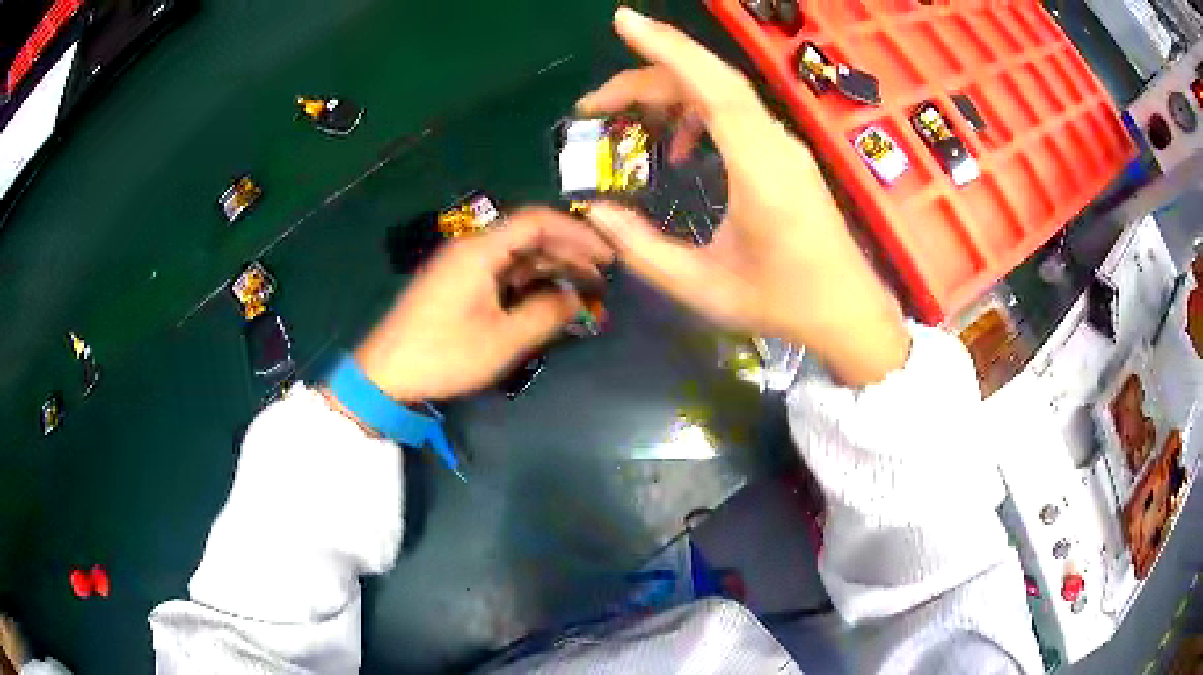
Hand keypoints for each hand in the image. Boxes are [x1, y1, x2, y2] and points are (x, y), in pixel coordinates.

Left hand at [353, 208, 613, 401]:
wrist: (386, 374)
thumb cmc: (444, 354)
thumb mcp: (502, 340)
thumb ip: (546, 314)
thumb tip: (577, 300)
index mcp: (481, 250)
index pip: (537, 221)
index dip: (576, 233)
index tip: (606, 255)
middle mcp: (473, 248)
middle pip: (529, 236)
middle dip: (568, 253)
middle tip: (601, 278)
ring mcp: (463, 266)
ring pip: (517, 255)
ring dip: (551, 269)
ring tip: (583, 290)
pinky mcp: (458, 285)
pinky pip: (502, 273)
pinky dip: (529, 282)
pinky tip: (548, 299)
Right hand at [578, 8, 909, 385]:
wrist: (847, 311)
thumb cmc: (782, 303)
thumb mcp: (703, 288)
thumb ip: (642, 249)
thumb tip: (595, 211)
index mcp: (761, 171)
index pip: (714, 88)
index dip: (668, 49)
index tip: (624, 21)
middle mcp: (776, 145)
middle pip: (710, 83)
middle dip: (646, 78)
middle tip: (594, 105)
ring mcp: (785, 146)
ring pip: (723, 94)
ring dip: (670, 94)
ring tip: (625, 121)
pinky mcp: (786, 154)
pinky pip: (737, 114)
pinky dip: (697, 114)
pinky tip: (677, 147)